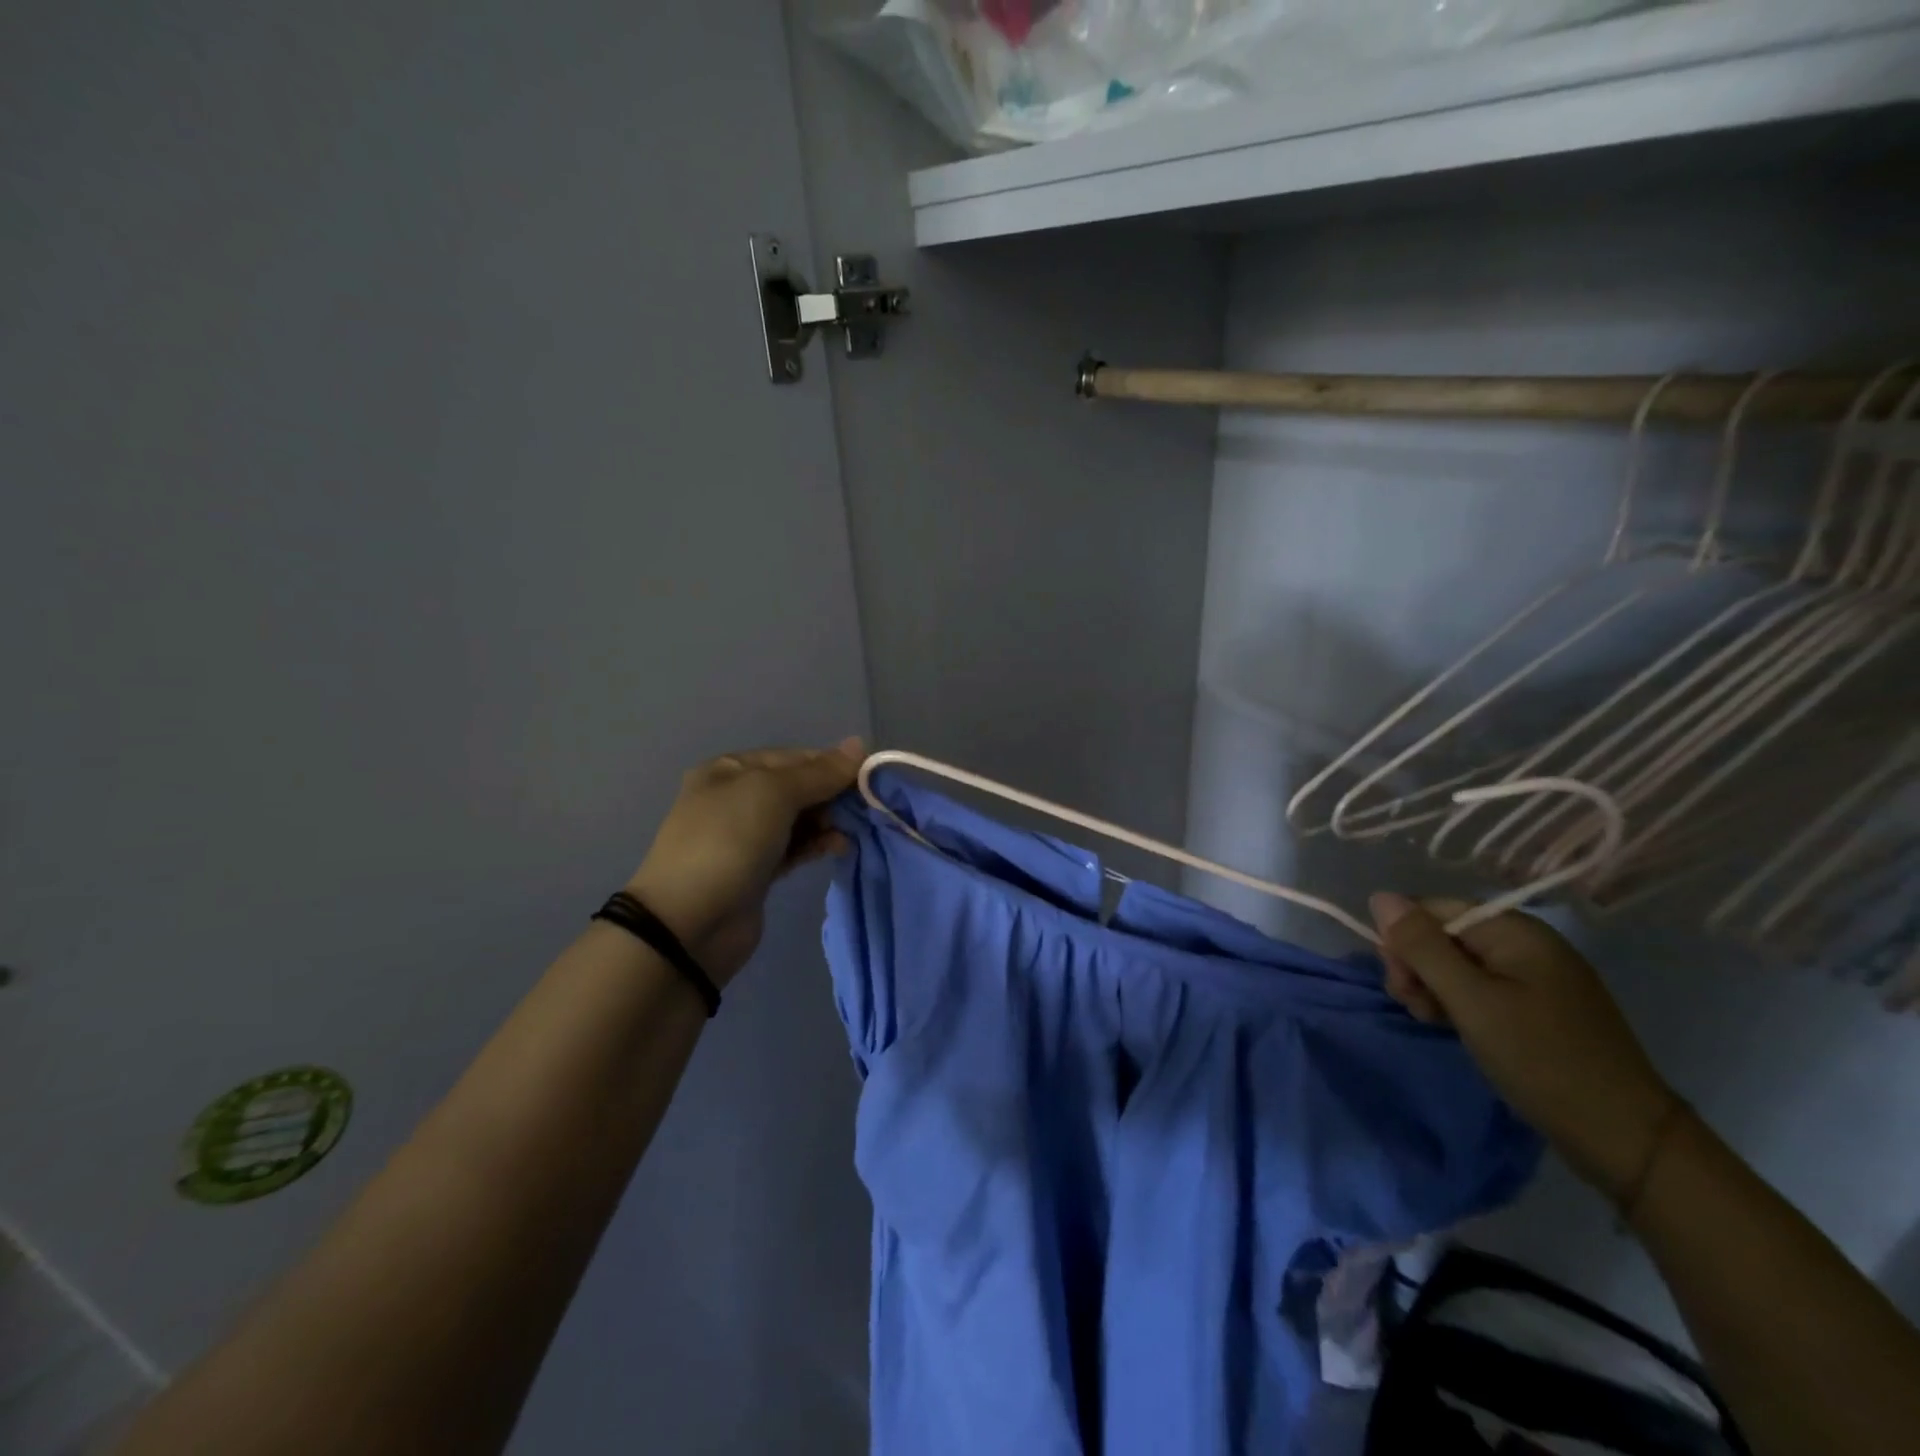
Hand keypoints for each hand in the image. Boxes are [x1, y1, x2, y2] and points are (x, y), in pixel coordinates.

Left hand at [625, 739, 863, 985]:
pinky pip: (796, 847)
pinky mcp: (758, 871)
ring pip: (800, 819)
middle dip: (832, 794)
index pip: (794, 757)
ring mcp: (746, 837)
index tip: (869, 777)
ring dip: (828, 821)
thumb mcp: (773, 794)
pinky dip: (818, 844)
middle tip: (863, 808)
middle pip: (798, 787)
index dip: (831, 764)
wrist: (689, 924)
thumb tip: (860, 743)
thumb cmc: (728, 842)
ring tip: (851, 831)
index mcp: (731, 770)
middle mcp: (736, 798)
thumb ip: (819, 772)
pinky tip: (839, 847)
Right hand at [1370, 892, 1679, 1201]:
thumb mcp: (1470, 1000)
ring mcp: (1535, 977)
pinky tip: (1454, 1027)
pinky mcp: (1538, 1008)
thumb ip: (1422, 946)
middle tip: (1416, 1007)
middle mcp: (1526, 944)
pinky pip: (1481, 988)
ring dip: (1433, 988)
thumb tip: (1380, 897)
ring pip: (1457, 964)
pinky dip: (1459, 1004)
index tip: (1399, 982)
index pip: (1433, 909)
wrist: (1625, 1138)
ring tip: (1433, 1022)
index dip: (1405, 938)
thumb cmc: (1541, 1059)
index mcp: (1516, 931)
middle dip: (1417, 966)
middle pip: (1444, 935)